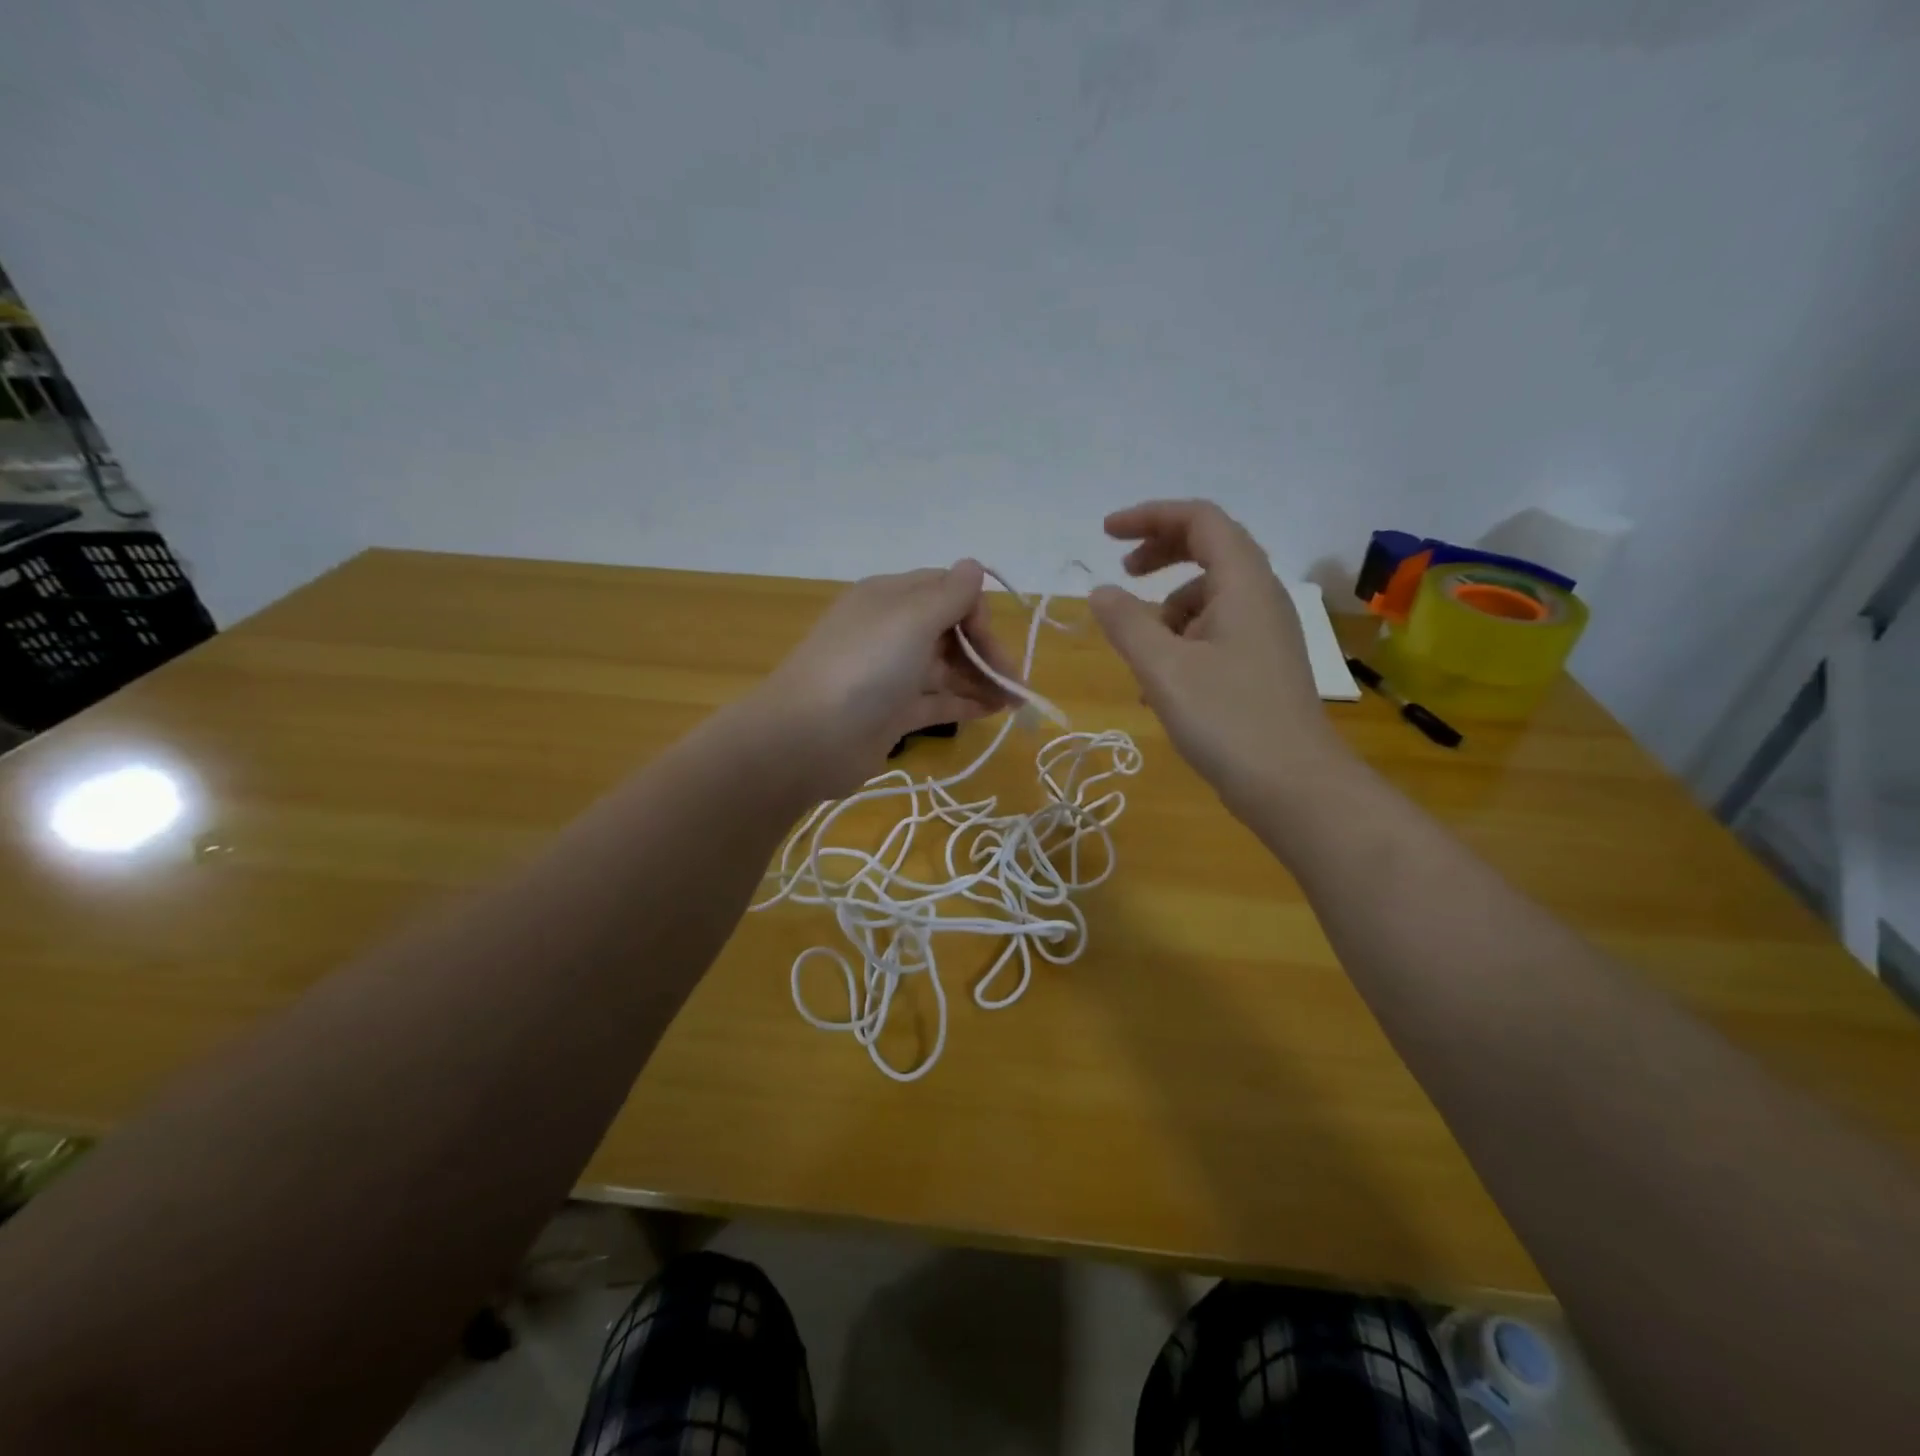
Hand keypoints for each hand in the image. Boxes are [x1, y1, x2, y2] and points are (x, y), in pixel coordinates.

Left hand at [758, 561, 1019, 796]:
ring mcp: (890, 675)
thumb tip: (973, 565)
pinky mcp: (891, 713)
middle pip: (950, 631)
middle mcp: (890, 631)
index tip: (992, 643)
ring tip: (1015, 702)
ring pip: (946, 668)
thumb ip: (949, 594)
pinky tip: (994, 712)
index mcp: (890, 598)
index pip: (946, 590)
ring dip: (982, 679)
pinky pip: (936, 701)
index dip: (976, 612)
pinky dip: (965, 704)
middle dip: (986, 651)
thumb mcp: (911, 618)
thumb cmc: (865, 667)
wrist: (809, 738)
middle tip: (1014, 682)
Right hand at [1088, 500, 1348, 812]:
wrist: (1295, 787)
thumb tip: (1100, 591)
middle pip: (1209, 550)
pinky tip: (1159, 685)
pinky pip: (1215, 633)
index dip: (1150, 517)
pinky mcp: (1261, 665)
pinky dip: (1181, 642)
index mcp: (1243, 583)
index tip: (1106, 535)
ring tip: (1137, 654)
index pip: (1199, 519)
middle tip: (1122, 574)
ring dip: (1166, 611)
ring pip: (1209, 598)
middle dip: (1160, 555)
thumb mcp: (1163, 668)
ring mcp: (1265, 633)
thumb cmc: (1228, 720)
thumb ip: (1126, 623)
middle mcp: (1260, 597)